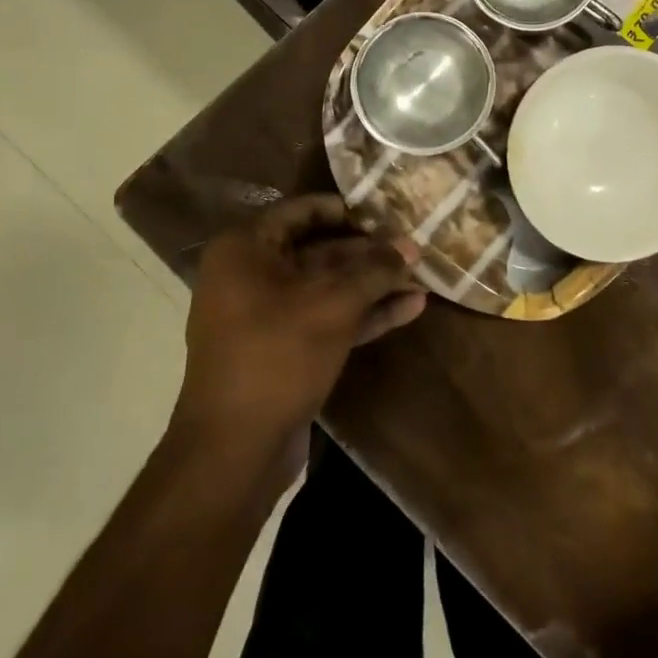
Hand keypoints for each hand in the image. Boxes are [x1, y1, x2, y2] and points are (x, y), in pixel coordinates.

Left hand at [175, 195, 425, 466]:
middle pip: (320, 249)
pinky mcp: (285, 349)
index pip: (303, 211)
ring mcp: (267, 315)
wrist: (235, 448)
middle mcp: (252, 275)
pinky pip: (327, 318)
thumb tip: (412, 246)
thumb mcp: (334, 304)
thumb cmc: (278, 355)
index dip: (348, 210)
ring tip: (422, 276)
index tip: (389, 211)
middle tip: (414, 246)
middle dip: (370, 252)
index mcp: (246, 249)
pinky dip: (365, 313)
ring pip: (328, 287)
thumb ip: (375, 271)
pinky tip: (410, 308)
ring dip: (374, 284)